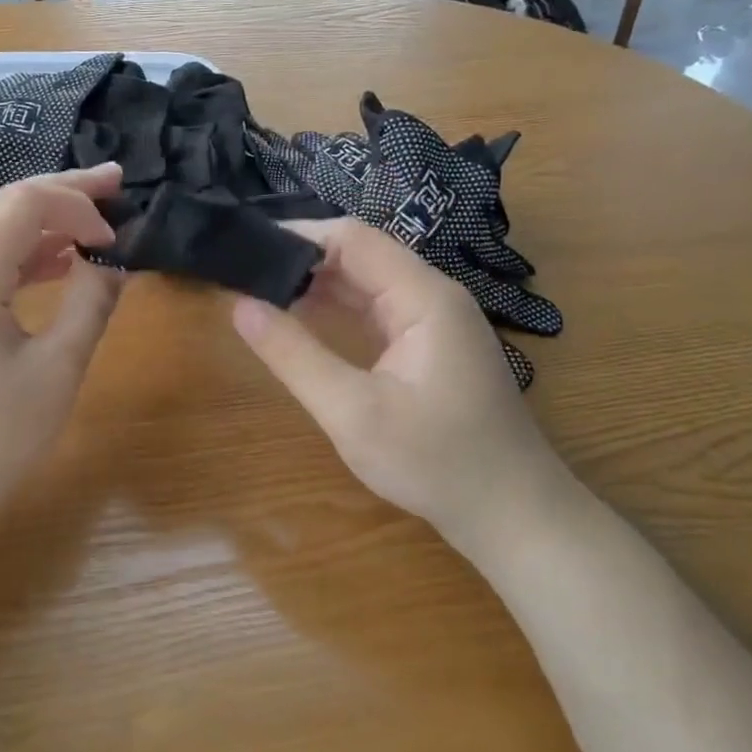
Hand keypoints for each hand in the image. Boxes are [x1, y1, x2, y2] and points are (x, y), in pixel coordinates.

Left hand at [0, 163, 125, 529]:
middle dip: (62, 191)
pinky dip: (22, 254)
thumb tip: (112, 262)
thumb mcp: (56, 371)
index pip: (25, 203)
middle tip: (115, 182)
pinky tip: (56, 264)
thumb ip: (90, 305)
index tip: (116, 233)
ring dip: (43, 221)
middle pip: (4, 204)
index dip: (78, 203)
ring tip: (93, 221)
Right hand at [231, 217, 578, 555]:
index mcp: (423, 296)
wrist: (511, 514)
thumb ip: (294, 355)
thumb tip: (240, 305)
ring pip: (366, 282)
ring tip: (260, 293)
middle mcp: (432, 295)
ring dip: (316, 284)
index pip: (352, 238)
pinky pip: (375, 309)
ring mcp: (433, 321)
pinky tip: (301, 321)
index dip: (298, 237)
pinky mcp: (429, 345)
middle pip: (359, 254)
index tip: (246, 252)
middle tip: (243, 275)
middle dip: (302, 260)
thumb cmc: (434, 462)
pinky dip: (336, 309)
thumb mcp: (352, 412)